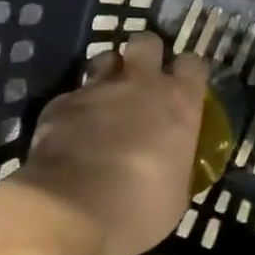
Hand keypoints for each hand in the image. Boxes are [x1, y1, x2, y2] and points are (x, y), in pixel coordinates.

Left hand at [0, 32, 208, 254]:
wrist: (72, 212)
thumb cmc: (140, 208)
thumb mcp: (176, 193)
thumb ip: (176, 162)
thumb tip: (171, 163)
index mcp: (179, 102)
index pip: (194, 64)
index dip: (188, 73)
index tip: (185, 87)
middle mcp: (141, 84)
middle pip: (147, 42)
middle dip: (146, 55)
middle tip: (143, 80)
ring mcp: (97, 89)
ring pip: (106, 58)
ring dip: (109, 73)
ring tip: (106, 97)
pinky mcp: (60, 104)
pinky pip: (72, 94)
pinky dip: (75, 108)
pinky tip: (71, 131)